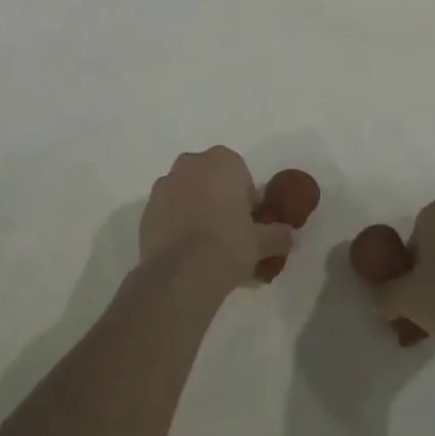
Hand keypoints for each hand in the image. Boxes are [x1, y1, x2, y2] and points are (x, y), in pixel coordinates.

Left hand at [140, 147, 295, 294]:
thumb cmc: (228, 245)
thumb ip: (279, 235)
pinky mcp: (146, 209)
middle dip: (218, 198)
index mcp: (222, 161)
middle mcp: (190, 164)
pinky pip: (168, 211)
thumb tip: (288, 236)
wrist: (180, 274)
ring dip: (195, 208)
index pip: (240, 174)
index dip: (245, 198)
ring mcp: (164, 185)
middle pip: (210, 178)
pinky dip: (175, 223)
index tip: (248, 222)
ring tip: (203, 244)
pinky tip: (184, 250)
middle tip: (228, 231)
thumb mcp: (263, 242)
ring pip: (186, 193)